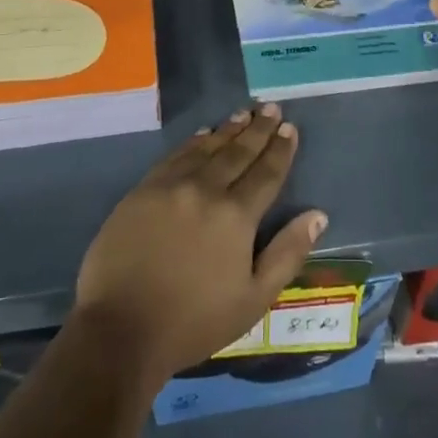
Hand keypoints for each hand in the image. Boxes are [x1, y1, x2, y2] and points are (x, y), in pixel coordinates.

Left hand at [73, 104, 327, 390]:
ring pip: (206, 148)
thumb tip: (317, 215)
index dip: (280, 149)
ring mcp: (171, 186)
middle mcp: (206, 190)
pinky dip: (193, 142)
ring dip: (228, 129)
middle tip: (271, 107)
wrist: (120, 330)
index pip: (266, 173)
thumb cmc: (194, 322)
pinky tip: (203, 134)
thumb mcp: (254, 299)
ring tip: (243, 113)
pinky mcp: (142, 191)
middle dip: (258, 129)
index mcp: (236, 216)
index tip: (289, 128)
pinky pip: (175, 156)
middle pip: (238, 152)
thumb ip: (287, 253)